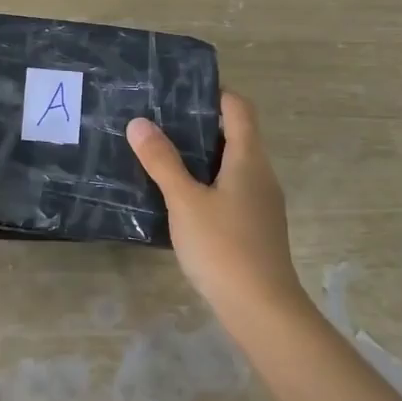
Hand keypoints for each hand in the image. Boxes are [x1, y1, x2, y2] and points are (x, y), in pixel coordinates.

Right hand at [126, 92, 306, 333]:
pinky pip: (231, 189)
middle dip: (200, 124)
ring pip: (232, 164)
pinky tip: (180, 197)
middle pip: (236, 134)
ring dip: (202, 155)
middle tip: (159, 121)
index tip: (179, 91)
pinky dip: (208, 181)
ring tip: (162, 154)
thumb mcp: (185, 201)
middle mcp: (261, 174)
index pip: (239, 108)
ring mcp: (261, 202)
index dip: (215, 93)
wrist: (262, 309)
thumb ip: (162, 161)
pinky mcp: (256, 226)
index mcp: (249, 158)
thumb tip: (139, 122)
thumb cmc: (223, 247)